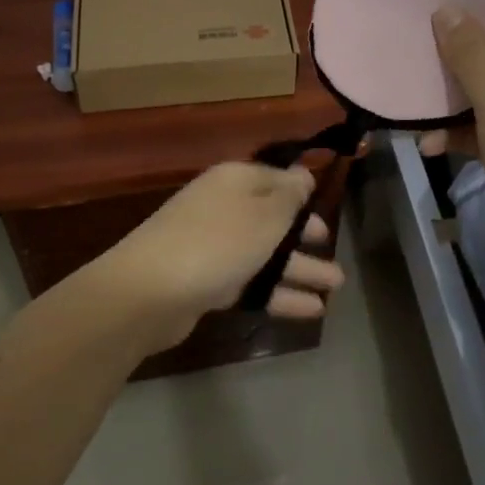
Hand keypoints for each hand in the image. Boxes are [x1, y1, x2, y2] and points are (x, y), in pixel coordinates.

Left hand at [91, 162, 344, 349]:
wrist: (149, 291)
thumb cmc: (217, 242)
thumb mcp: (265, 214)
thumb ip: (289, 196)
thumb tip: (303, 174)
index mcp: (236, 180)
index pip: (277, 179)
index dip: (303, 193)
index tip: (327, 207)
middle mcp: (224, 207)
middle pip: (272, 218)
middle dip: (305, 236)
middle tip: (333, 250)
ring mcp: (213, 245)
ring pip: (265, 254)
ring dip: (300, 269)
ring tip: (335, 287)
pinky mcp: (207, 282)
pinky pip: (252, 282)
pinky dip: (279, 293)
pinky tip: (311, 310)